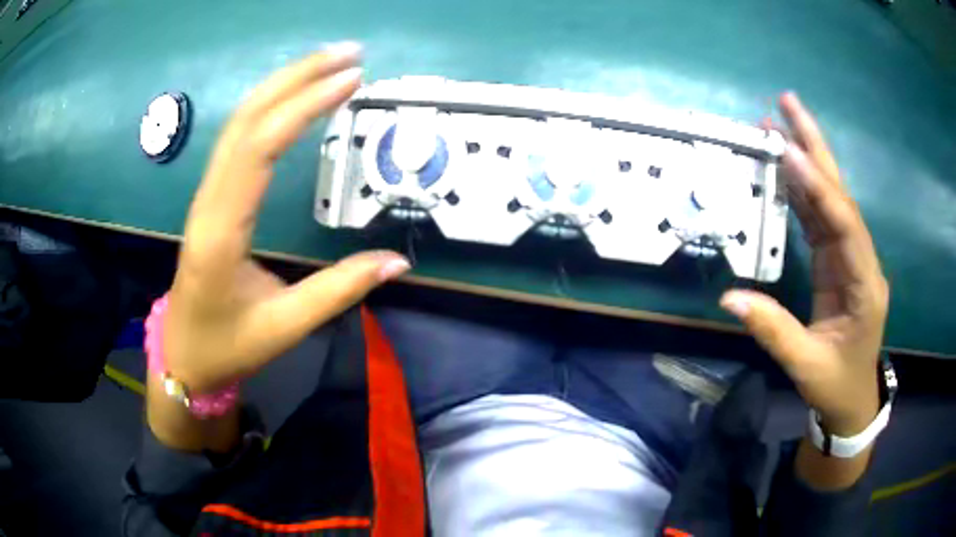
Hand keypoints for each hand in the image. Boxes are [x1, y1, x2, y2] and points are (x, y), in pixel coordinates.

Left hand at [163, 44, 409, 393]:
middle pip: (247, 119)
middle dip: (297, 77)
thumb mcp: (284, 326)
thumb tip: (398, 262)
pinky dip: (269, 106)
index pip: (261, 148)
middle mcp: (210, 200)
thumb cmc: (227, 344)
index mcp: (223, 230)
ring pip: (240, 122)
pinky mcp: (212, 196)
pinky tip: (294, 95)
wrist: (183, 354)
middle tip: (349, 54)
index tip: (351, 80)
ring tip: (329, 63)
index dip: (305, 106)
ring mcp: (207, 194)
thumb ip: (340, 291)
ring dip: (283, 84)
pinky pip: (239, 137)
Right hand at [720, 93, 888, 435]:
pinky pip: (820, 219)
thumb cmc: (836, 385)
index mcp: (864, 285)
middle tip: (788, 104)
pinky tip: (785, 171)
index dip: (818, 189)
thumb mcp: (806, 365)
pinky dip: (803, 192)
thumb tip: (729, 296)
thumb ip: (774, 330)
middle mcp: (862, 260)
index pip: (844, 226)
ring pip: (830, 200)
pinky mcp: (838, 262)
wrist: (853, 399)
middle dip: (816, 147)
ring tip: (779, 126)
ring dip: (806, 162)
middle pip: (841, 195)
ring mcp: (850, 258)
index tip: (789, 152)